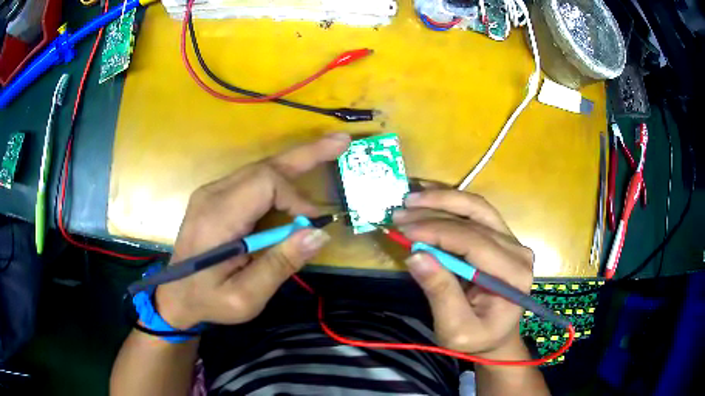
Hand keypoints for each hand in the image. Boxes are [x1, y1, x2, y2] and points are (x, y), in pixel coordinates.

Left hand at [155, 134, 350, 329]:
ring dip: (295, 163)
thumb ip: (279, 265)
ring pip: (260, 169)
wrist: (175, 296)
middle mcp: (212, 195)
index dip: (296, 197)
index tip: (312, 224)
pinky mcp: (215, 197)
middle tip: (341, 141)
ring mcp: (211, 193)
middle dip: (306, 154)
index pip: (265, 183)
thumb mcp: (245, 297)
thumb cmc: (209, 300)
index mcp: (216, 218)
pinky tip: (299, 175)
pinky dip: (281, 179)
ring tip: (329, 150)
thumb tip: (319, 233)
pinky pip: (253, 180)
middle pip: (265, 166)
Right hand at [393, 190, 533, 360]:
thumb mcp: (455, 329)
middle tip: (400, 210)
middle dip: (435, 210)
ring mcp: (511, 240)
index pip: (475, 242)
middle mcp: (517, 251)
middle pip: (477, 218)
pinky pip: (476, 212)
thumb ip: (440, 293)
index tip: (403, 229)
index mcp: (512, 275)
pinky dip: (451, 201)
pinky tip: (429, 194)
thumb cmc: (477, 338)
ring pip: (477, 207)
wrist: (495, 336)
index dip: (437, 231)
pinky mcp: (502, 237)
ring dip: (443, 199)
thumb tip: (415, 255)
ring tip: (411, 197)